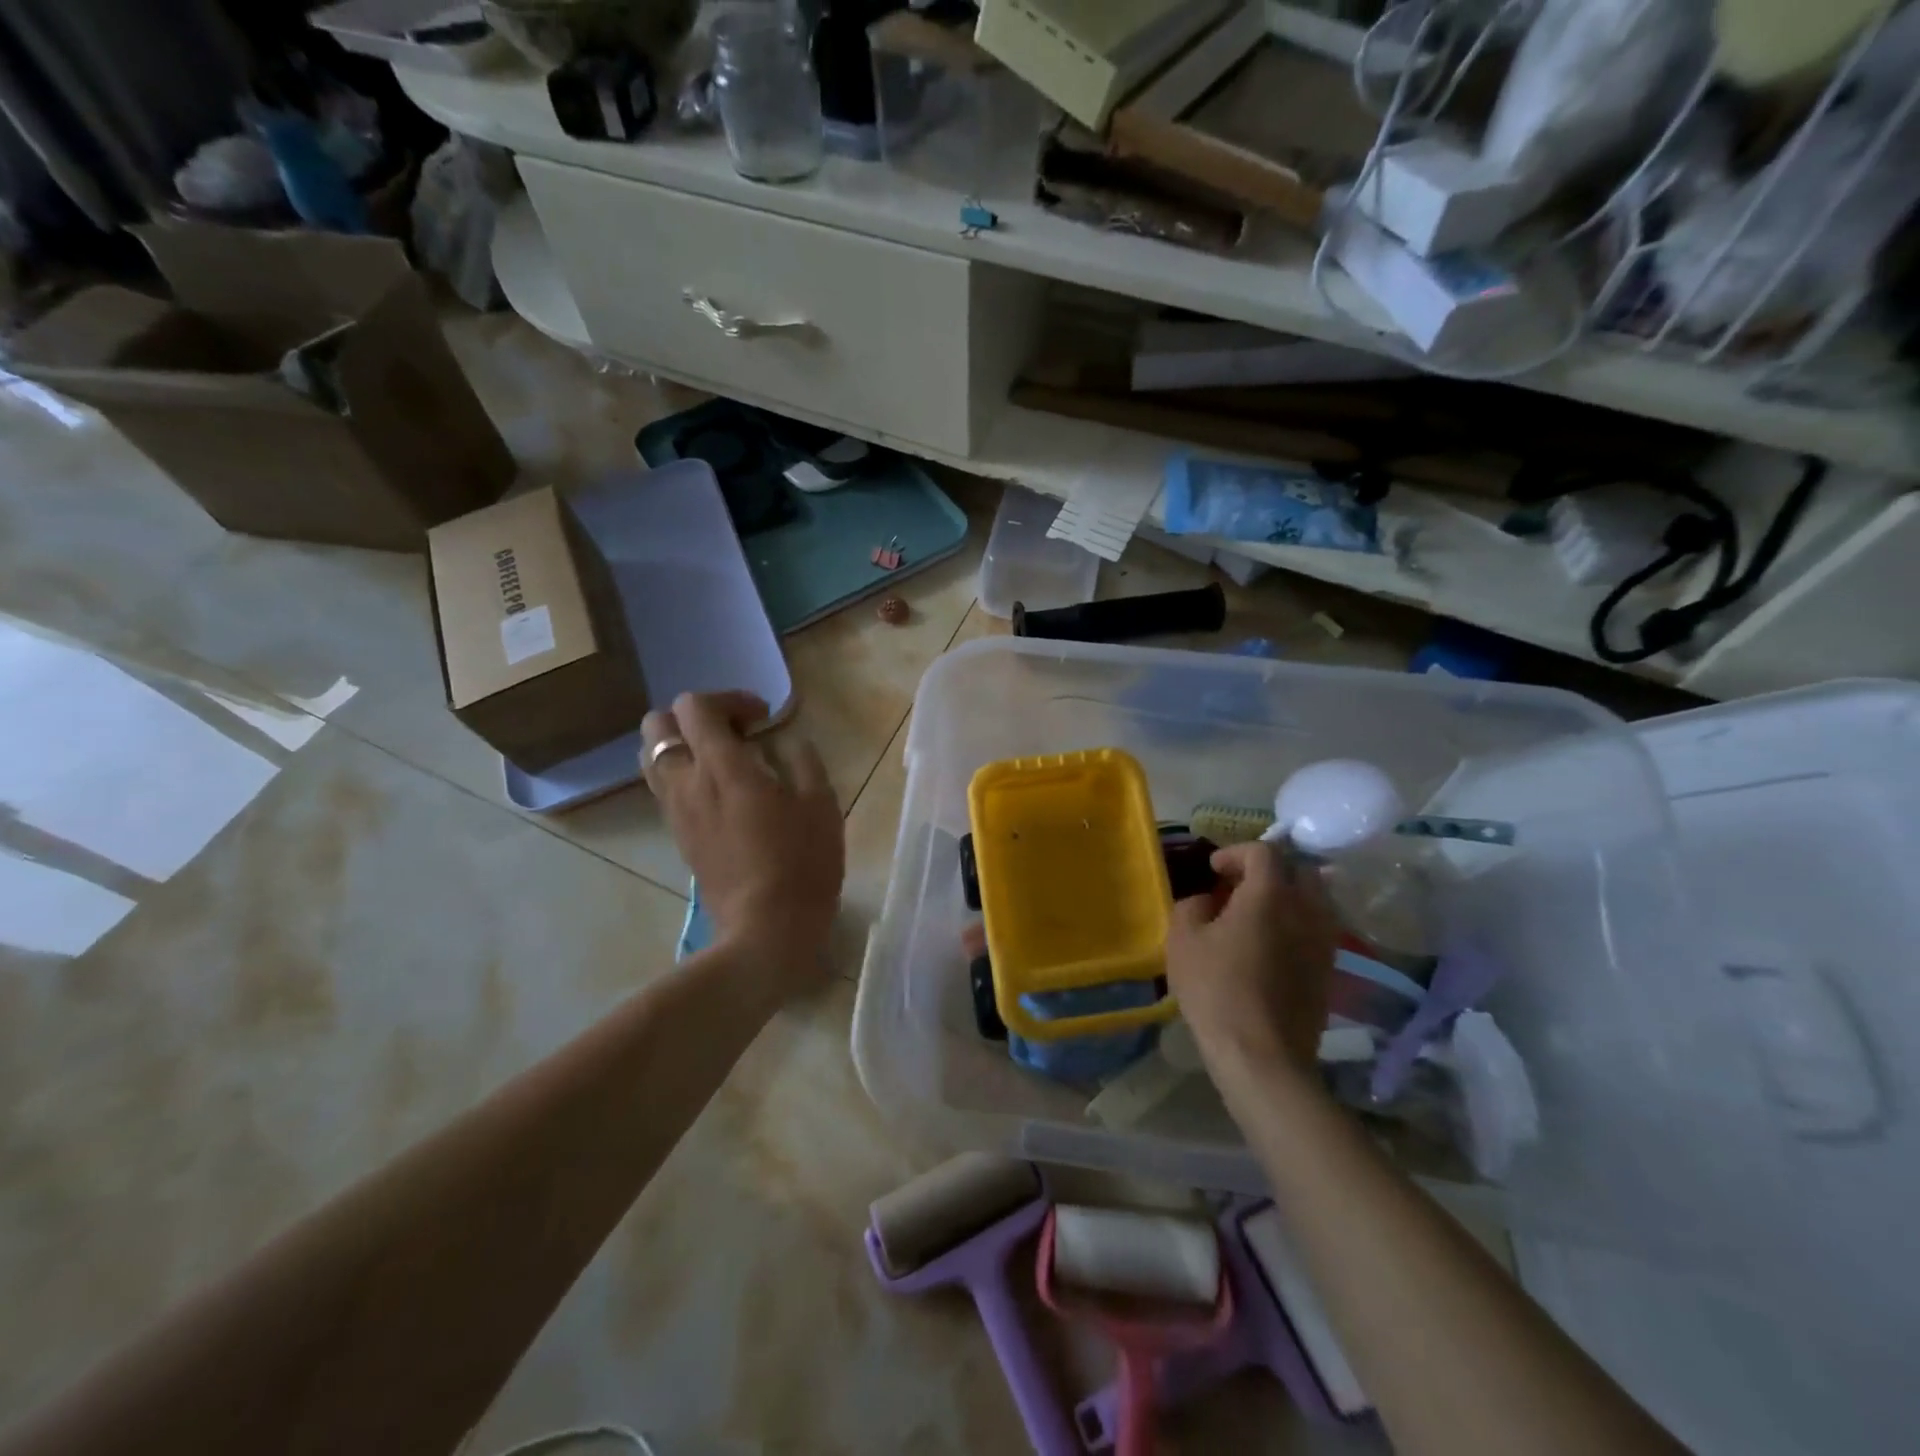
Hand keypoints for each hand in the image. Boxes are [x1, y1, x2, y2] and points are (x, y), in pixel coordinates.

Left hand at [642, 692, 843, 987]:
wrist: (766, 930)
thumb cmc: (802, 864)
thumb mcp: (821, 805)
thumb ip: (803, 762)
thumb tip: (790, 745)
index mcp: (722, 767)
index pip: (695, 706)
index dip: (728, 699)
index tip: (763, 717)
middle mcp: (687, 783)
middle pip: (657, 726)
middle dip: (694, 717)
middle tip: (736, 732)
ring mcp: (676, 812)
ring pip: (654, 758)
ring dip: (684, 746)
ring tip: (726, 761)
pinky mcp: (677, 836)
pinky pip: (666, 788)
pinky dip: (686, 775)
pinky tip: (724, 794)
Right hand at [1166, 842, 1336, 1074]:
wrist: (1261, 1055)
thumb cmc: (1216, 989)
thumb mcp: (1183, 940)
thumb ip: (1192, 906)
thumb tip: (1208, 901)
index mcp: (1270, 894)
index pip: (1263, 852)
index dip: (1235, 853)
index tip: (1213, 870)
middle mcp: (1306, 910)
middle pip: (1300, 871)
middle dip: (1269, 870)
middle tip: (1239, 886)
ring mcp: (1323, 941)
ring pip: (1314, 900)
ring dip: (1287, 897)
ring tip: (1256, 916)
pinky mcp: (1328, 970)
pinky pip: (1316, 930)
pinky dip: (1296, 924)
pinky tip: (1270, 946)